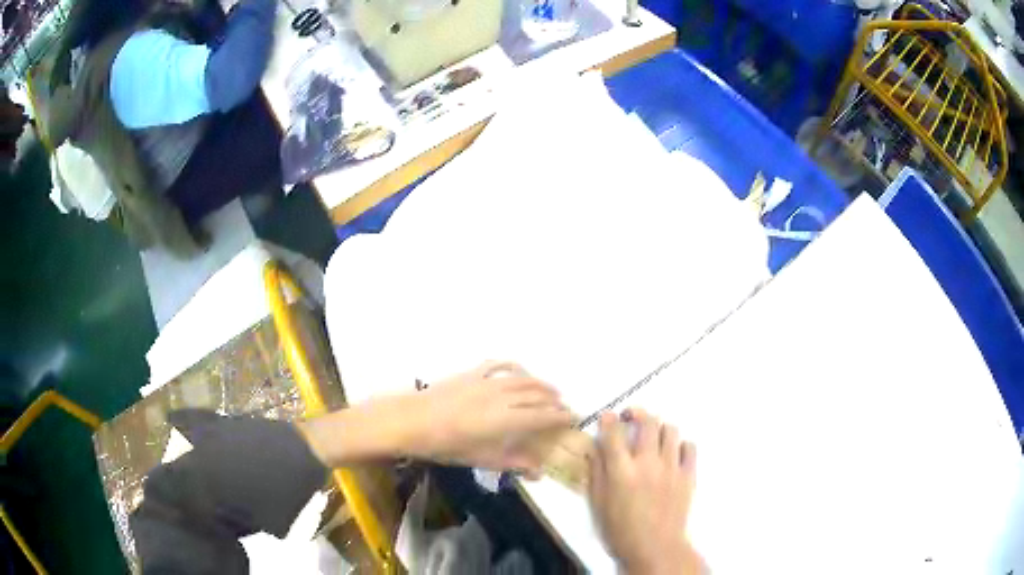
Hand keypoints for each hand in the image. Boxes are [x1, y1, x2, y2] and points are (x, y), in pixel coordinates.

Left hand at [394, 361, 573, 472]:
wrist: (411, 421)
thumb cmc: (446, 446)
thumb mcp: (481, 459)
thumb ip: (513, 463)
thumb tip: (539, 472)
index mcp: (507, 420)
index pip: (544, 416)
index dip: (562, 416)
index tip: (574, 418)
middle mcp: (503, 396)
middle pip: (537, 395)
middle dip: (555, 400)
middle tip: (564, 407)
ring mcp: (487, 382)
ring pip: (523, 379)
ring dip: (540, 383)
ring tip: (551, 390)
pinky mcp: (472, 374)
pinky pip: (499, 365)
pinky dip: (514, 367)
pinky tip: (520, 371)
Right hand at [588, 409, 702, 574]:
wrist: (655, 547)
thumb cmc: (620, 530)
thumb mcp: (598, 503)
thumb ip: (597, 473)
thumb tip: (596, 448)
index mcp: (621, 471)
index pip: (614, 433)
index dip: (609, 419)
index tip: (608, 416)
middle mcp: (647, 463)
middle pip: (647, 422)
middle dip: (638, 413)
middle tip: (632, 417)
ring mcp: (671, 467)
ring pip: (670, 430)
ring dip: (659, 428)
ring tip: (653, 437)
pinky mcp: (688, 475)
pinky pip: (690, 447)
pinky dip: (681, 445)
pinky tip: (673, 453)